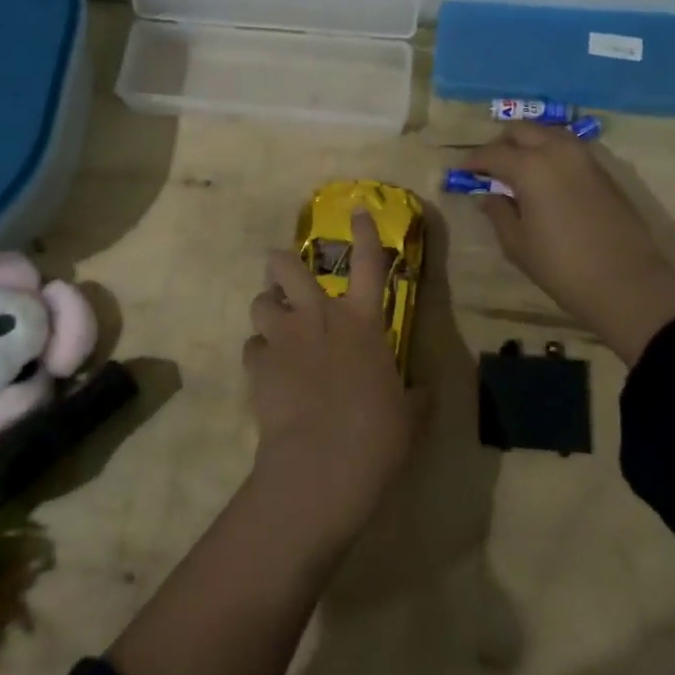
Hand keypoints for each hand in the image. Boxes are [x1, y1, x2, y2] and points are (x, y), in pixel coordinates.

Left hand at [243, 209, 424, 546]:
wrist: (322, 464)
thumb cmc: (376, 435)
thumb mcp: (410, 416)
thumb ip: (415, 396)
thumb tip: (423, 391)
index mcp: (361, 322)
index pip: (368, 263)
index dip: (363, 232)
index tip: (356, 211)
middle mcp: (318, 317)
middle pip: (286, 266)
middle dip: (282, 263)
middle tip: (285, 276)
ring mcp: (283, 338)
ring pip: (260, 301)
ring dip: (267, 308)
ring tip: (275, 325)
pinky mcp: (257, 364)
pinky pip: (251, 347)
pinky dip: (259, 354)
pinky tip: (268, 371)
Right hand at [460, 123, 674, 361]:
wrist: (627, 283)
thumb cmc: (562, 267)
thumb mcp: (517, 244)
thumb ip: (499, 212)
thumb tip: (489, 195)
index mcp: (530, 167)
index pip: (492, 153)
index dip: (472, 162)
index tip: (460, 172)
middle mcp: (557, 151)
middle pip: (522, 130)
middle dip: (500, 143)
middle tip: (488, 167)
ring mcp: (585, 158)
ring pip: (548, 132)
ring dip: (528, 143)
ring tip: (515, 168)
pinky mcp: (603, 171)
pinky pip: (568, 148)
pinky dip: (549, 152)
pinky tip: (543, 176)